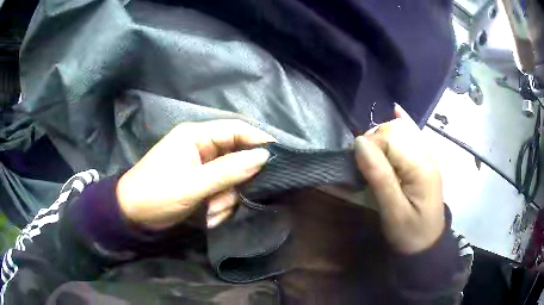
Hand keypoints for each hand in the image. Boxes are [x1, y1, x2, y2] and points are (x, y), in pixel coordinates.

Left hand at [116, 120, 274, 229]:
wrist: (132, 214)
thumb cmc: (157, 194)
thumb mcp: (192, 185)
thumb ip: (228, 171)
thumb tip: (264, 157)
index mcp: (196, 136)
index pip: (236, 129)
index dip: (258, 140)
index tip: (278, 159)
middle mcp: (201, 146)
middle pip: (236, 156)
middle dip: (236, 183)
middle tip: (226, 202)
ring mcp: (201, 165)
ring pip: (231, 177)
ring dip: (226, 198)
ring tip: (211, 214)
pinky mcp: (201, 181)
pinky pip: (222, 189)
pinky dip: (220, 204)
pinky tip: (209, 217)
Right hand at [354, 104, 443, 253]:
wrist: (428, 243)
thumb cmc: (410, 233)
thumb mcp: (393, 212)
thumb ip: (379, 177)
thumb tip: (359, 142)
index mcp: (421, 166)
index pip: (390, 137)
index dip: (370, 147)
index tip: (359, 167)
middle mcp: (426, 153)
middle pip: (395, 129)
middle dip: (374, 141)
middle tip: (364, 166)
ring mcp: (427, 154)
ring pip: (401, 128)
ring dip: (381, 136)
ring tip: (373, 157)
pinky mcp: (424, 158)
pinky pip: (413, 132)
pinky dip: (402, 122)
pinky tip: (396, 111)